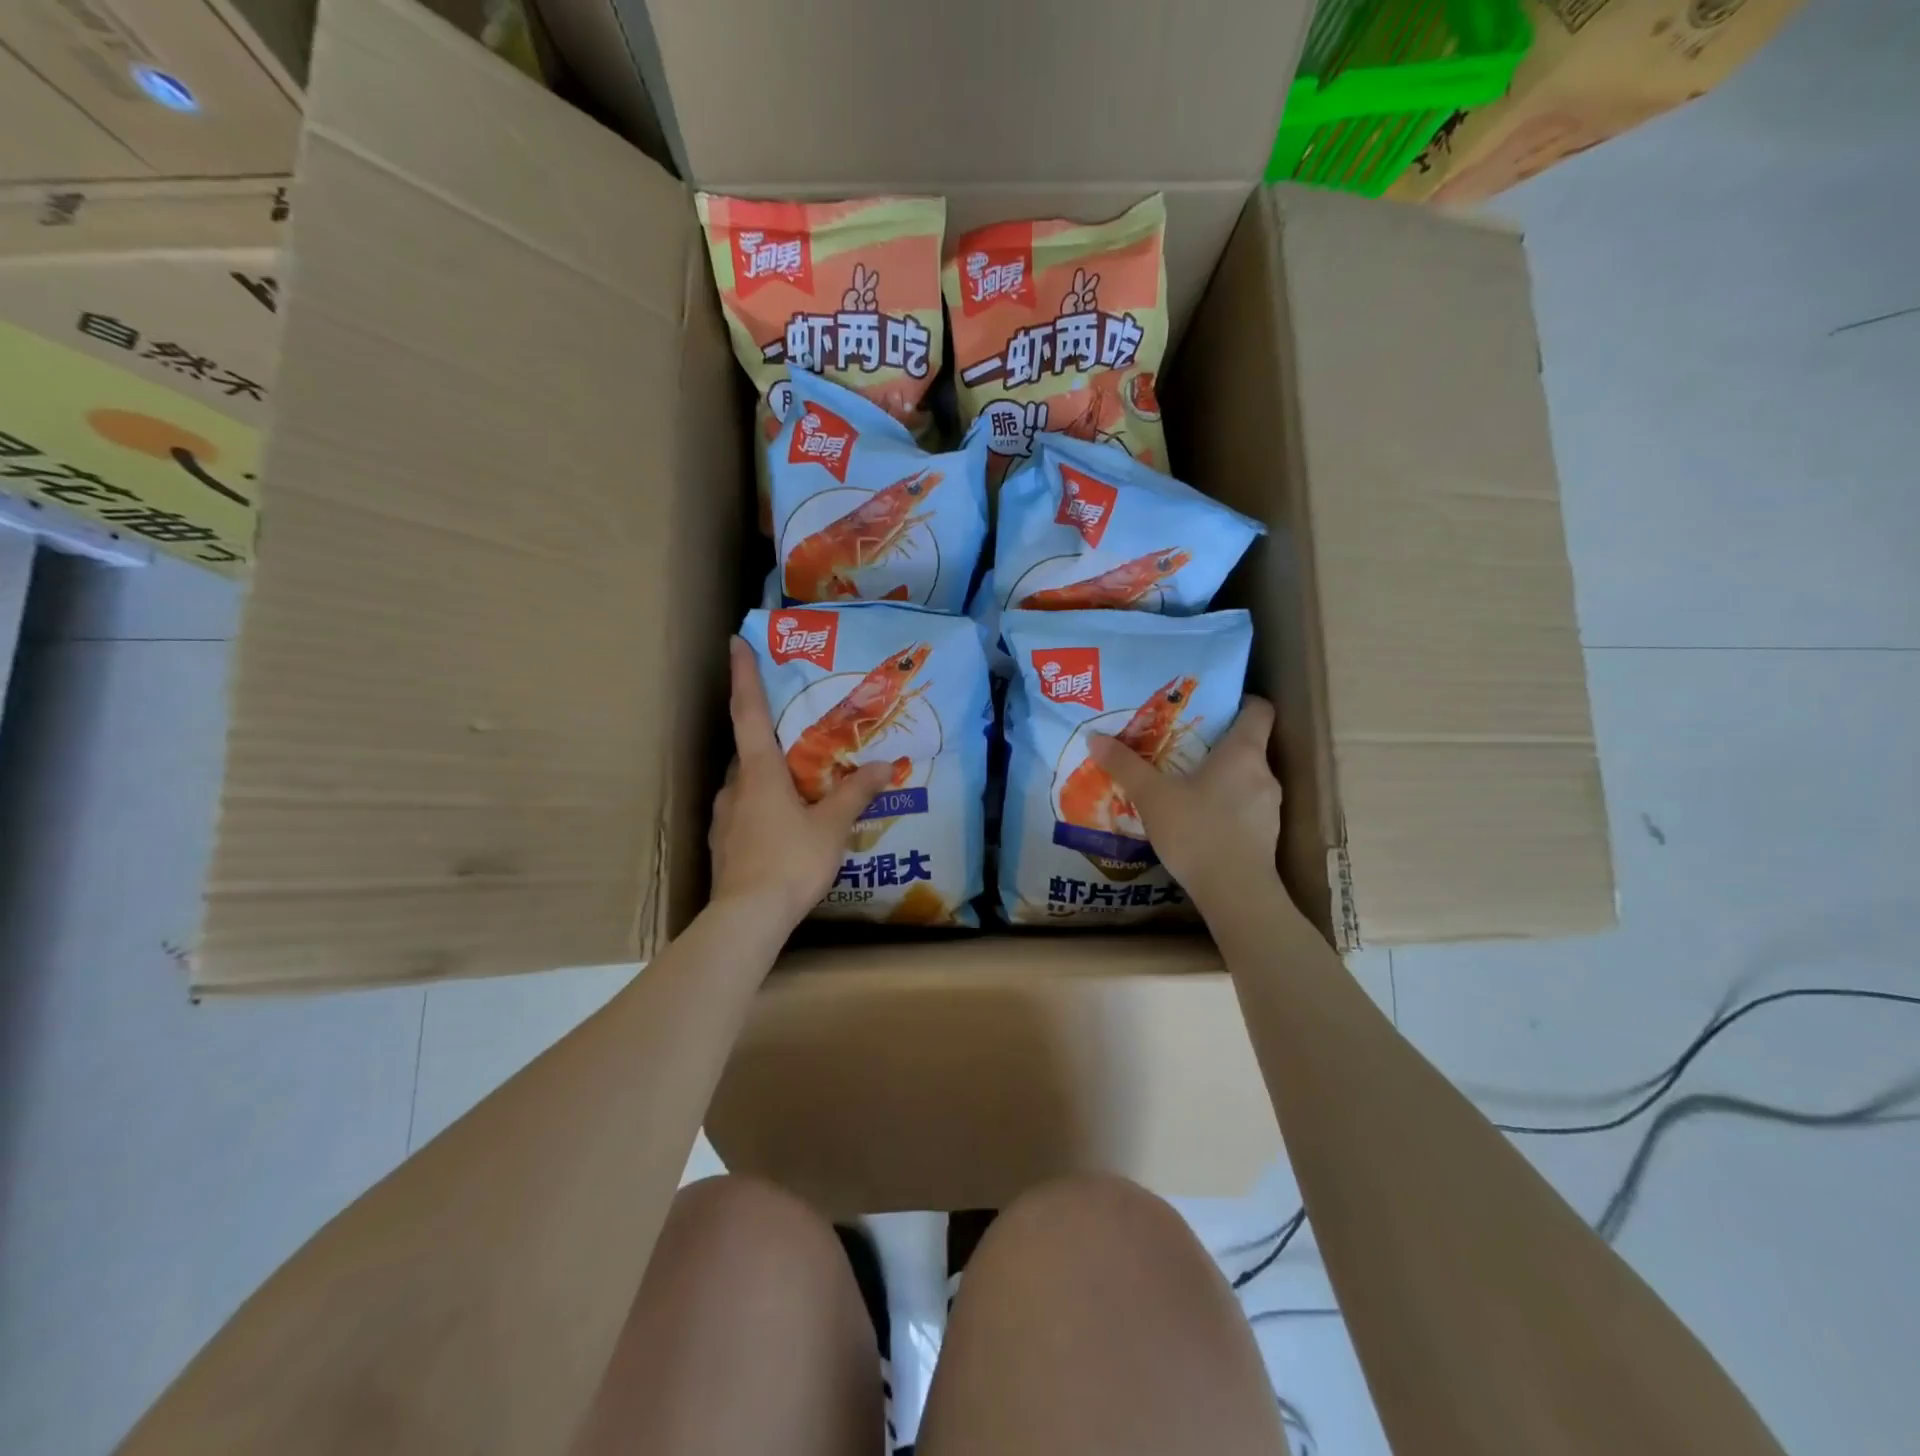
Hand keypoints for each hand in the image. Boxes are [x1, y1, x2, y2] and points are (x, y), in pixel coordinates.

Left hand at [710, 637, 895, 932]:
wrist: (747, 918)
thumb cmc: (790, 861)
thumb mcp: (832, 826)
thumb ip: (856, 792)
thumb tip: (882, 766)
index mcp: (759, 772)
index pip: (748, 711)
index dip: (744, 675)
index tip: (736, 642)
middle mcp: (734, 786)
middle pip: (749, 749)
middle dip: (768, 736)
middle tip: (797, 734)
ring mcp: (724, 816)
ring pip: (746, 783)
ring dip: (768, 776)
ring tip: (799, 785)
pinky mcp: (723, 843)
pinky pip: (744, 811)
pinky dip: (763, 806)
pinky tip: (784, 825)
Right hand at [1088, 696, 1288, 918]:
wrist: (1236, 894)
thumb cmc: (1197, 832)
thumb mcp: (1152, 796)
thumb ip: (1125, 765)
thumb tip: (1094, 737)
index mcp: (1243, 752)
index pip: (1258, 709)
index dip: (1239, 701)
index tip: (1212, 704)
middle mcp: (1264, 773)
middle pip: (1248, 744)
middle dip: (1217, 742)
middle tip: (1181, 745)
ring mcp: (1270, 806)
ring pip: (1246, 778)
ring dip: (1221, 777)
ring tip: (1185, 784)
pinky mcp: (1267, 835)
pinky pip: (1246, 807)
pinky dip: (1226, 805)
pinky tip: (1198, 819)